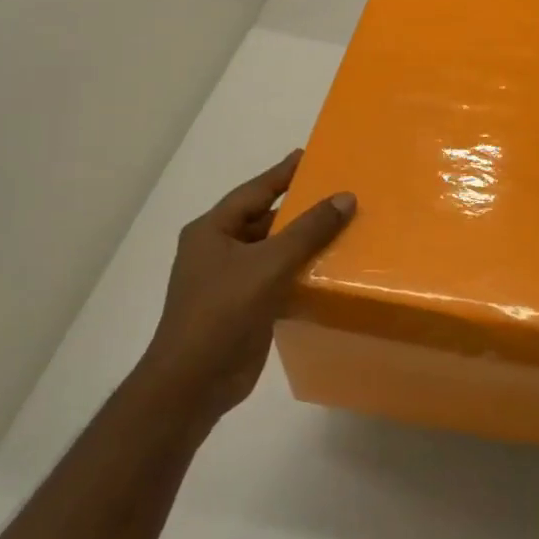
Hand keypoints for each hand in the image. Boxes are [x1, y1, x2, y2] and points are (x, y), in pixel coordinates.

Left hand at [141, 150, 353, 435]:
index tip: (309, 156)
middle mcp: (218, 250)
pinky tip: (329, 269)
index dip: (283, 174)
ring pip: (272, 251)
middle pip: (264, 220)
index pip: (254, 191)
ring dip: (302, 243)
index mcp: (212, 231)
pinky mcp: (244, 308)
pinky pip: (277, 279)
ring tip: (341, 228)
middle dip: (298, 209)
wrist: (193, 382)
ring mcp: (230, 281)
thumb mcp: (268, 264)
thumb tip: (345, 198)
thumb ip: (308, 230)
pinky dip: (300, 272)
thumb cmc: (222, 312)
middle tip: (336, 194)